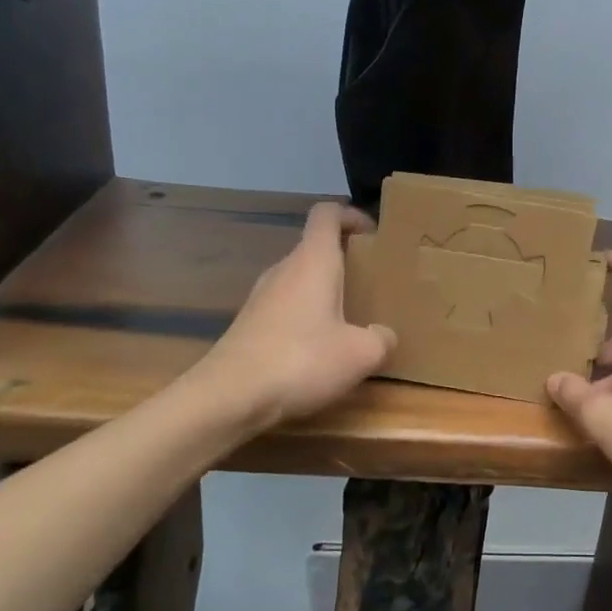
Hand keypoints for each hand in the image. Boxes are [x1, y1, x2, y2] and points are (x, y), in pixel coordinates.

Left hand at [192, 202, 395, 433]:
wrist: (229, 397)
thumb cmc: (302, 360)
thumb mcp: (360, 354)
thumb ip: (381, 338)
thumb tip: (383, 335)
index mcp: (313, 260)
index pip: (327, 214)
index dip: (351, 215)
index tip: (372, 234)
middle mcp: (284, 269)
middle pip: (315, 247)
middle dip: (345, 259)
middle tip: (371, 281)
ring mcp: (261, 296)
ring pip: (300, 279)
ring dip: (325, 290)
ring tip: (350, 317)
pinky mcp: (249, 324)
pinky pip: (286, 306)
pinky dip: (306, 316)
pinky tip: (319, 348)